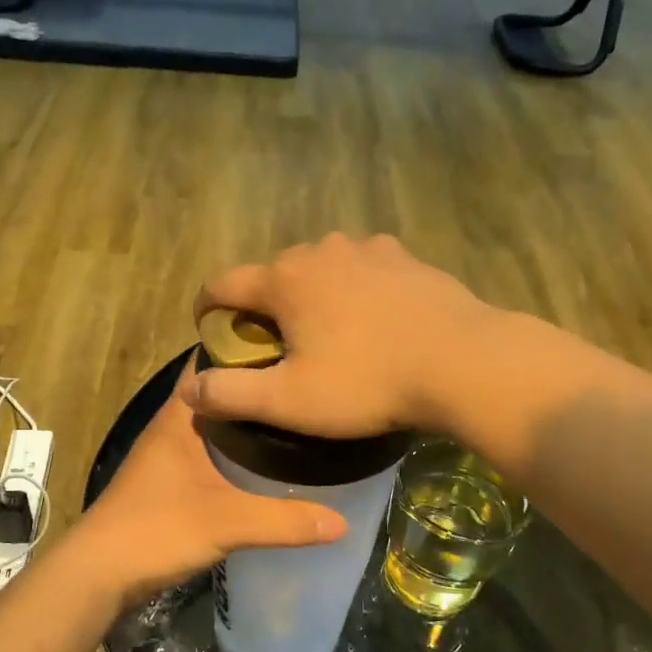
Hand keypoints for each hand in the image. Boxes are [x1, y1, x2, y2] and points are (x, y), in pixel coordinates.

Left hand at [73, 369, 346, 601]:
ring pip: (217, 426)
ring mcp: (170, 456)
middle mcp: (173, 427)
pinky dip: (239, 452)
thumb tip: (342, 522)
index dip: (249, 347)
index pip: (213, 361)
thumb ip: (284, 521)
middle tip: (309, 384)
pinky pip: (213, 455)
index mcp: (180, 416)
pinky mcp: (171, 483)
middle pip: (221, 393)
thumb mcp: (227, 523)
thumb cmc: (156, 531)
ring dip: (250, 422)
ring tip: (299, 419)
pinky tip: (270, 465)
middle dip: (259, 387)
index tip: (294, 344)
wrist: (98, 575)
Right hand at [181, 233, 495, 437]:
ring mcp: (369, 249)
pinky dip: (355, 292)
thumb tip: (188, 387)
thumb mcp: (290, 401)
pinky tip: (374, 323)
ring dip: (312, 297)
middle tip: (276, 350)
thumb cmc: (367, 383)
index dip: (205, 309)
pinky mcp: (407, 259)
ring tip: (328, 336)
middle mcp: (321, 250)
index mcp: (285, 279)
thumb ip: (231, 394)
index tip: (209, 333)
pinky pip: (363, 271)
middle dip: (264, 308)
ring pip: (321, 270)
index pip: (222, 283)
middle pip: (273, 276)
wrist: (463, 363)